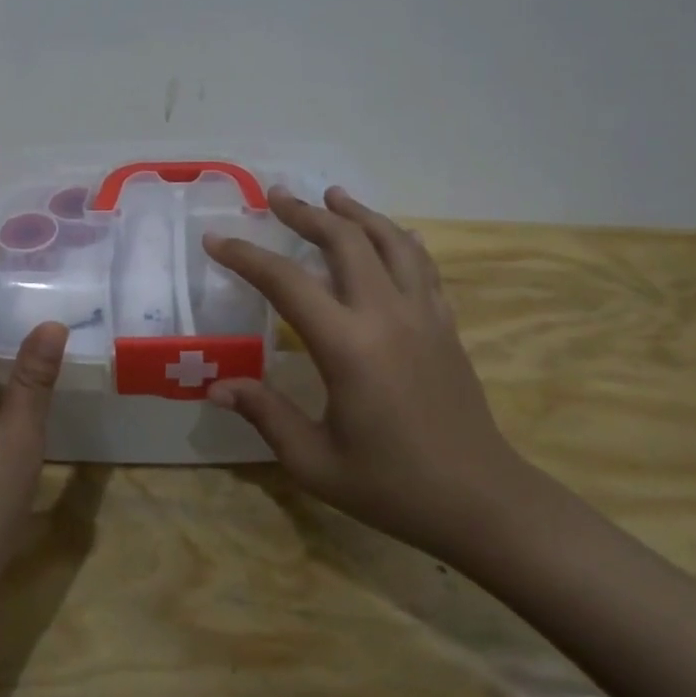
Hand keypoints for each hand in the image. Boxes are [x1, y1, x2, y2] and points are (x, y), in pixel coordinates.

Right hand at [202, 186, 526, 561]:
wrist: (480, 500)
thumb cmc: (391, 486)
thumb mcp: (314, 460)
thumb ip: (265, 414)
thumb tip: (216, 386)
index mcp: (347, 346)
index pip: (285, 282)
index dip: (246, 256)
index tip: (216, 239)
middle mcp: (386, 315)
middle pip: (344, 241)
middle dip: (306, 213)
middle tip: (276, 195)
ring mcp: (423, 315)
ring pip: (390, 241)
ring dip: (357, 214)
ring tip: (332, 196)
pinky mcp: (445, 324)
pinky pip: (422, 266)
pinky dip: (399, 240)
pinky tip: (393, 234)